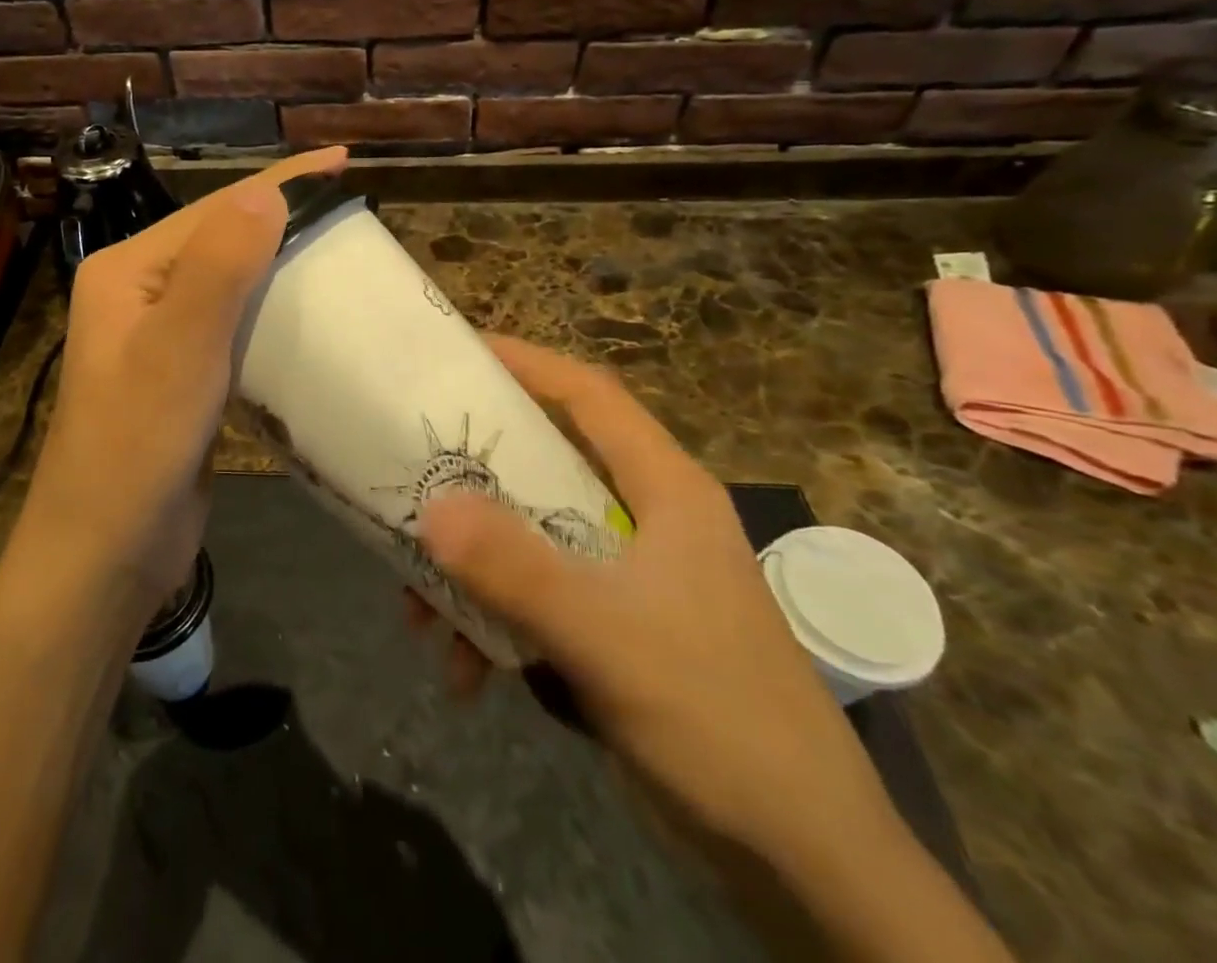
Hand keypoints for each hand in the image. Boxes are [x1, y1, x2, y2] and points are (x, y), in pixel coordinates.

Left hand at [28, 147, 347, 609]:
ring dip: (282, 266)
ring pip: (232, 283)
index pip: (215, 210)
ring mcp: (160, 336)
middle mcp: (140, 292)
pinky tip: (309, 316)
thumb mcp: (179, 349)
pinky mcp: (183, 376)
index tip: (344, 161)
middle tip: (351, 213)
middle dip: (284, 219)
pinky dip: (272, 314)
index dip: (282, 182)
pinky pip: (234, 327)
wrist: (105, 552)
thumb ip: (220, 266)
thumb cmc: (136, 446)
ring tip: (341, 255)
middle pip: (223, 239)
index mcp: (128, 270)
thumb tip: (268, 192)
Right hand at [415, 335, 902, 872]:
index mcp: (664, 492)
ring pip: (531, 539)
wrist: (803, 865)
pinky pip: (537, 600)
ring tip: (419, 610)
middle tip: (412, 474)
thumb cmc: (718, 720)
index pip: (591, 396)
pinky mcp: (616, 630)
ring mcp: (629, 578)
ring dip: (473, 570)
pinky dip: (494, 624)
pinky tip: (464, 672)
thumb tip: (430, 505)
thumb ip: (516, 569)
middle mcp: (645, 520)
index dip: (527, 363)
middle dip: (474, 481)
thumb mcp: (606, 637)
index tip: (459, 352)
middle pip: (545, 466)